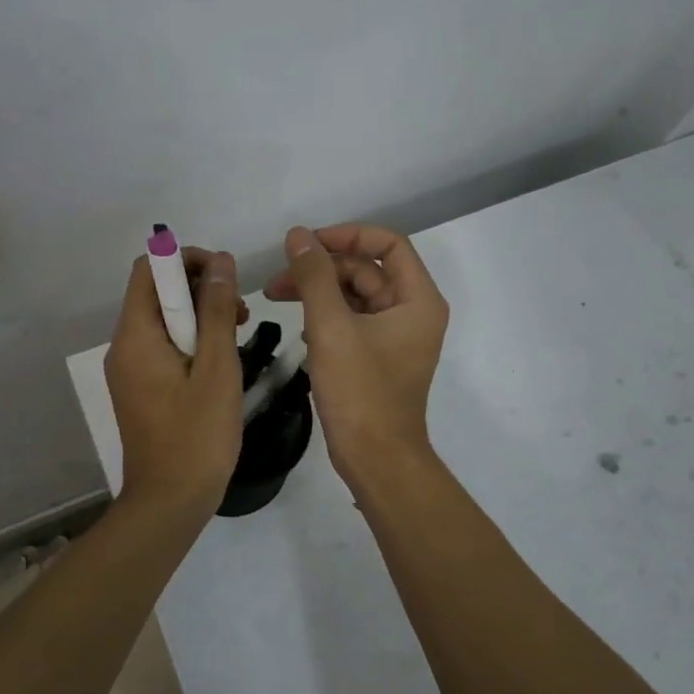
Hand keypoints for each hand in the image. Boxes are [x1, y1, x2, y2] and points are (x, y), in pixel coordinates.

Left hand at [104, 246, 245, 517]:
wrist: (169, 502)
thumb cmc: (197, 435)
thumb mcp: (218, 368)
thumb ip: (218, 310)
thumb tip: (222, 262)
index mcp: (135, 336)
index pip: (149, 269)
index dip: (187, 259)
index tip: (226, 275)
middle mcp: (123, 347)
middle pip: (155, 292)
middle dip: (199, 289)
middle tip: (240, 312)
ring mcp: (129, 370)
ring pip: (163, 321)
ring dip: (200, 316)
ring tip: (238, 335)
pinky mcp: (140, 389)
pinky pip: (163, 347)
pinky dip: (191, 342)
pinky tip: (220, 362)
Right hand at [264, 223, 448, 484]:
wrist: (376, 459)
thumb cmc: (359, 391)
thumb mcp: (331, 327)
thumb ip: (314, 276)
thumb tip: (298, 235)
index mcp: (417, 299)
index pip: (388, 244)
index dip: (347, 235)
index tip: (307, 244)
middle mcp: (412, 312)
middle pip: (367, 269)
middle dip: (322, 268)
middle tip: (277, 279)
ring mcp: (396, 336)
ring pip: (356, 296)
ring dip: (319, 292)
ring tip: (276, 298)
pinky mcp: (379, 357)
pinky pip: (352, 321)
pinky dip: (326, 317)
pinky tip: (300, 330)